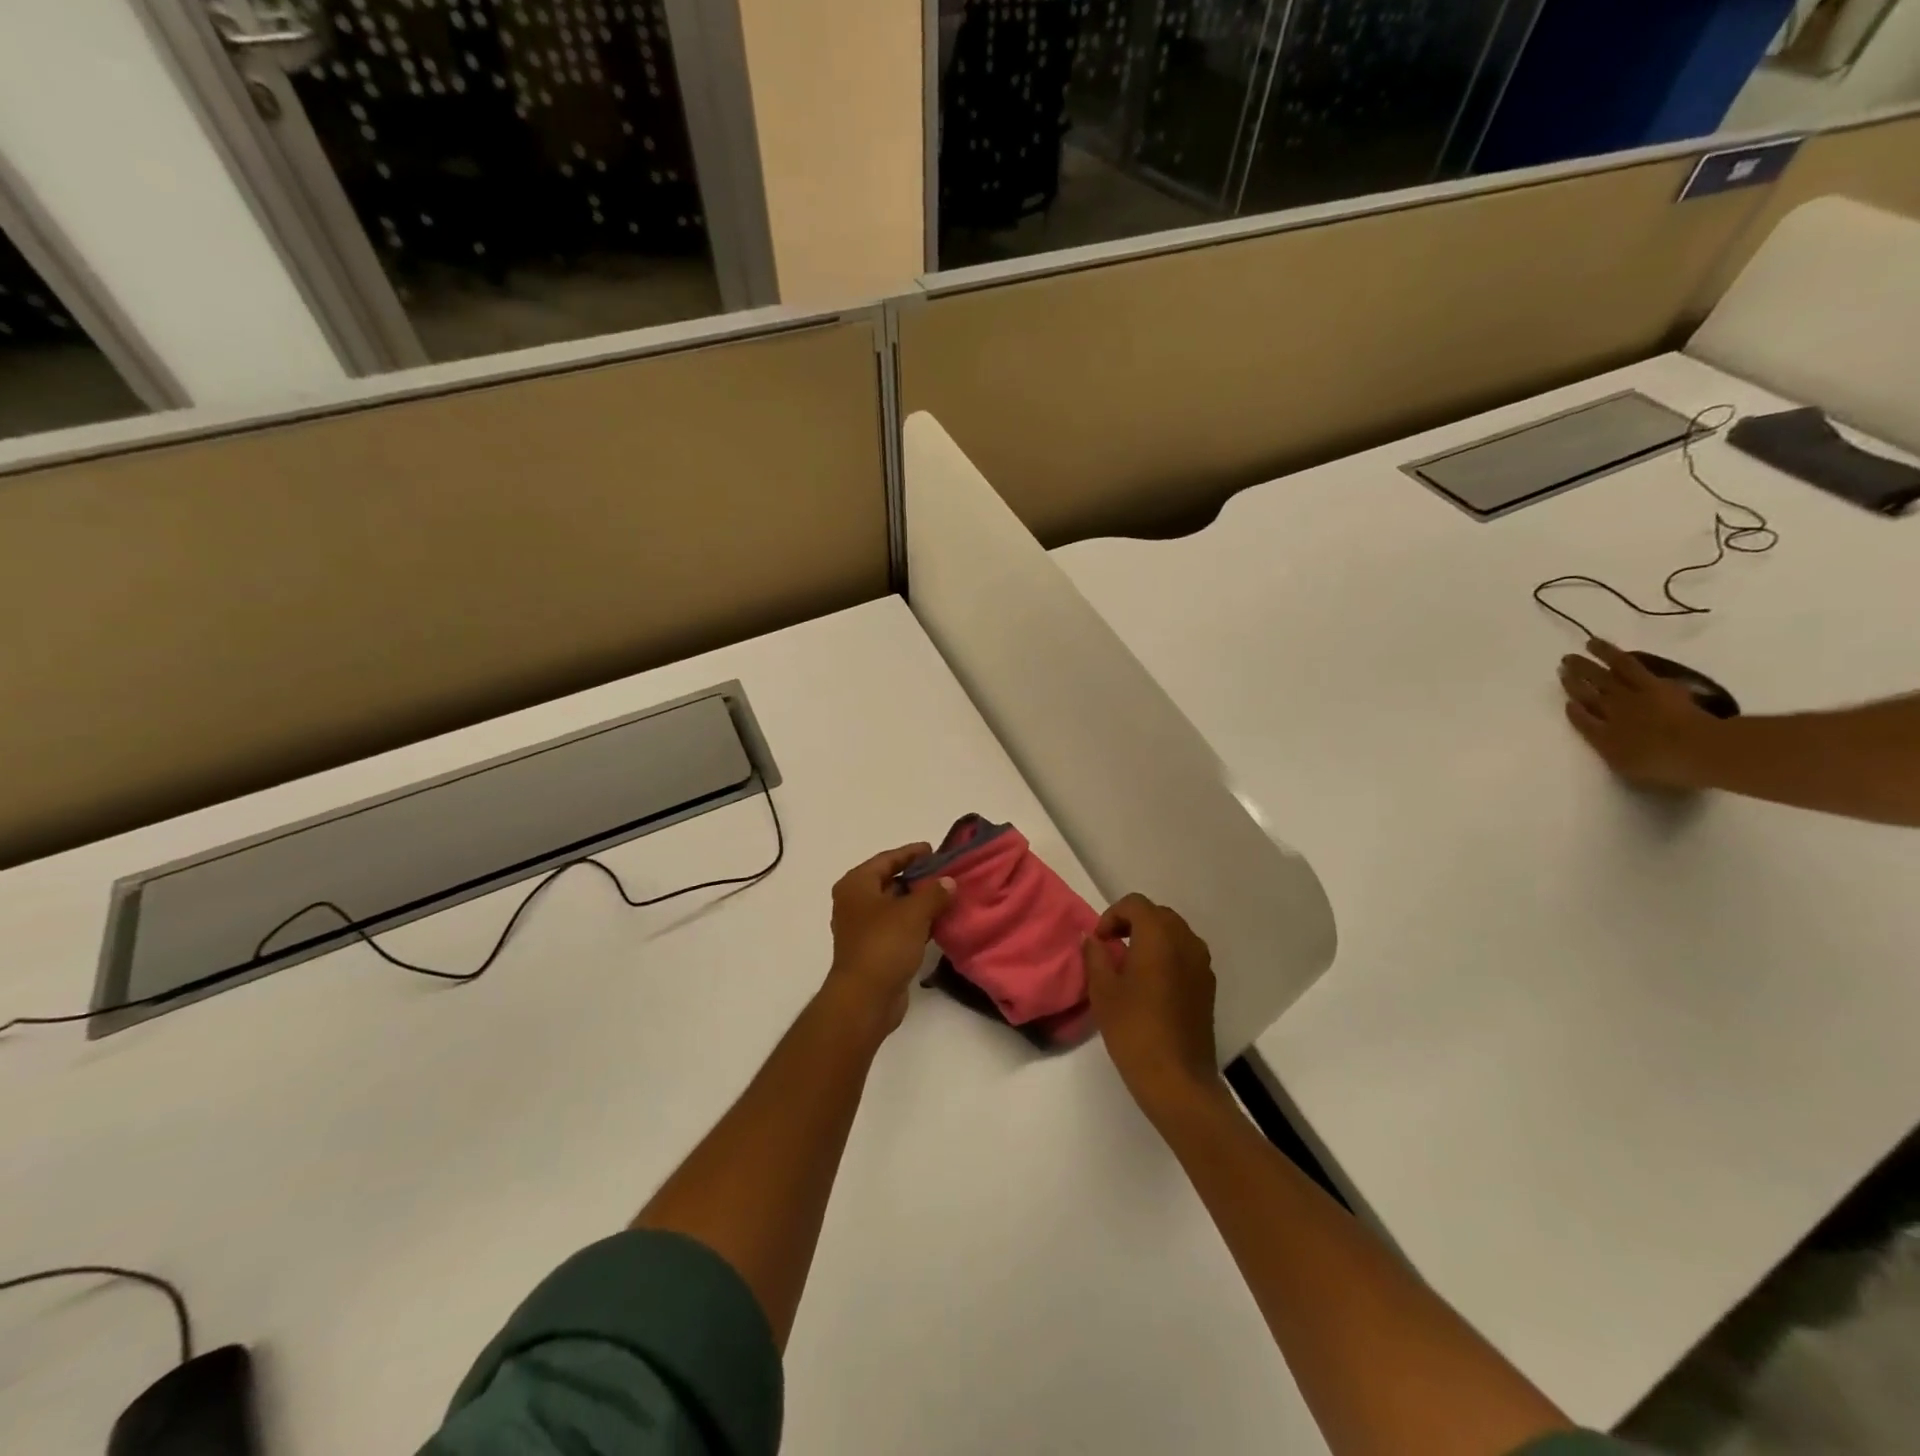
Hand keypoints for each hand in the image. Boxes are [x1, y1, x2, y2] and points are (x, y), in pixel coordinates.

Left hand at [823, 845, 952, 1034]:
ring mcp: (863, 928)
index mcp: (857, 885)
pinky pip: (898, 928)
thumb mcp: (913, 912)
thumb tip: (949, 882)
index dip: (911, 854)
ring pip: (895, 906)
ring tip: (948, 897)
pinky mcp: (874, 950)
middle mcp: (855, 903)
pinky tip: (939, 924)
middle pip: (890, 881)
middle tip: (946, 873)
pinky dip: (916, 923)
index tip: (934, 851)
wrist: (865, 999)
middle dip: (917, 878)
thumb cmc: (884, 945)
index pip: (887, 859)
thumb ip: (934, 892)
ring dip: (919, 902)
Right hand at [1082, 894, 1222, 1122]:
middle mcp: (1186, 941)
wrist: (1177, 1079)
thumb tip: (1092, 938)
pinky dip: (1167, 956)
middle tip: (1110, 948)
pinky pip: (1185, 954)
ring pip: (1174, 933)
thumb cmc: (1134, 1030)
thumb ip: (1095, 956)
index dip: (1112, 915)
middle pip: (1157, 915)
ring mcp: (1202, 964)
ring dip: (1151, 939)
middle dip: (1132, 923)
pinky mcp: (1208, 986)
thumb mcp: (1103, 991)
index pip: (1135, 904)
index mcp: (1159, 936)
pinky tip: (1150, 985)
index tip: (1099, 942)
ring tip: (1129, 966)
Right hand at [1559, 640, 1725, 790]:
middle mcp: (1611, 712)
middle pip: (1589, 692)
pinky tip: (1613, 651)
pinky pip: (1631, 667)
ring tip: (1587, 645)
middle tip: (1564, 663)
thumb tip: (1592, 728)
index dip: (1574, 710)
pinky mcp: (1655, 685)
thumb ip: (1606, 747)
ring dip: (1594, 660)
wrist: (1698, 749)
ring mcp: (1633, 697)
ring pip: (1605, 675)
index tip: (1567, 702)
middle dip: (1575, 678)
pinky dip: (1617, 657)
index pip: (1582, 719)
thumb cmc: (1663, 765)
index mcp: (1603, 737)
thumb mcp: (1625, 766)